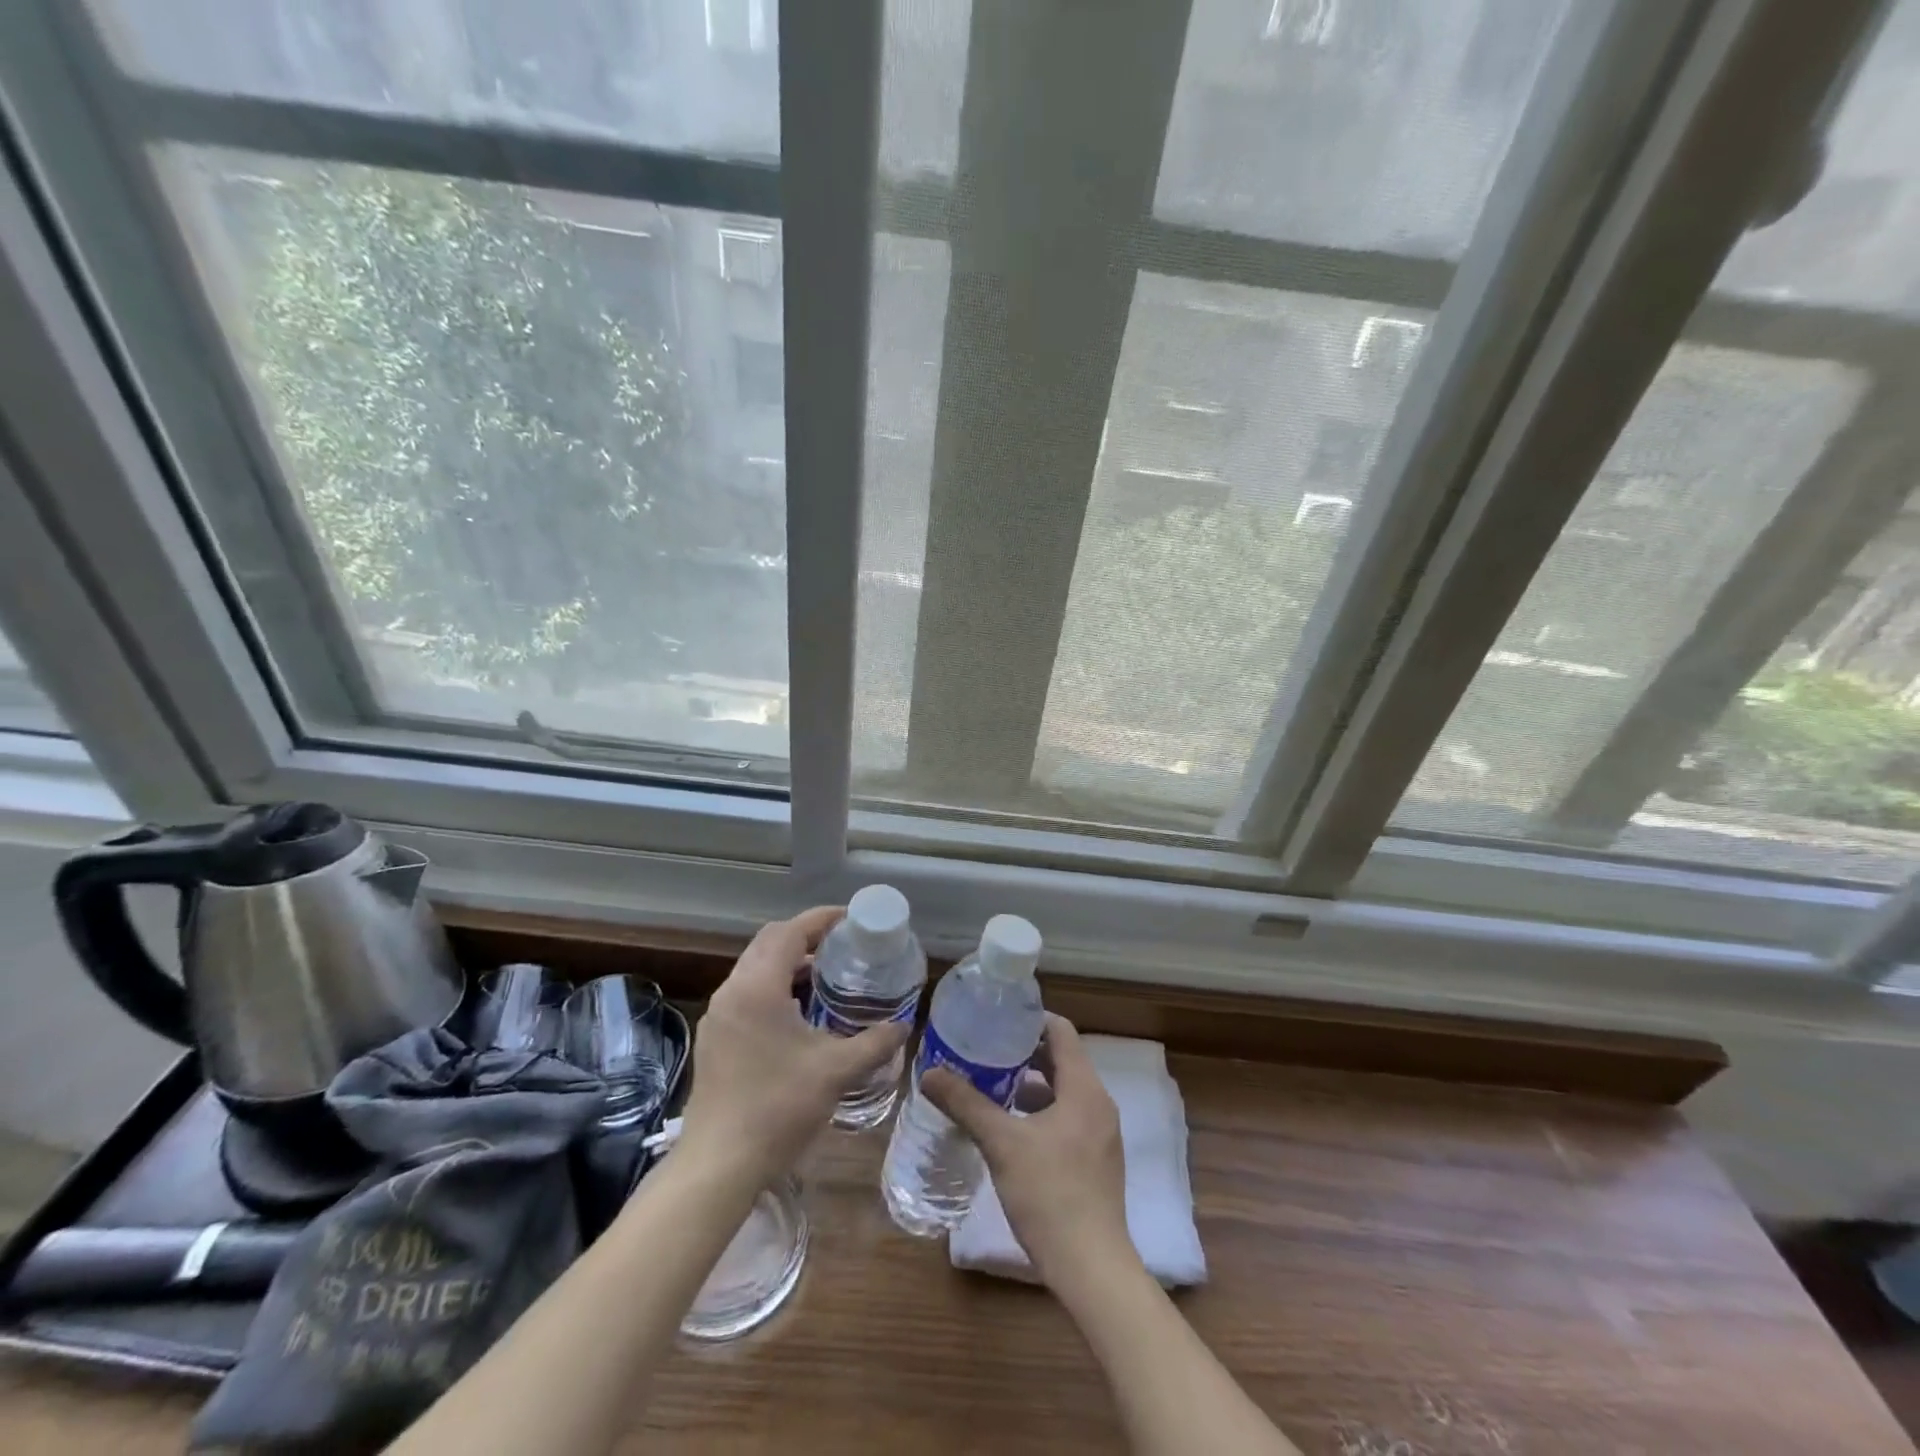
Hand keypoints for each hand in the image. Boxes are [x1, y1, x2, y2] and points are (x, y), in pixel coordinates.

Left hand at [678, 906, 909, 1185]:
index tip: (852, 919)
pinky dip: (774, 986)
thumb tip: (903, 1026)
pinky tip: (799, 1012)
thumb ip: (874, 1043)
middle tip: (843, 944)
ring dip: (788, 962)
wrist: (718, 1165)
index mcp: (758, 987)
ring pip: (755, 968)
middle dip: (806, 936)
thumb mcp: (836, 1072)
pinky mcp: (714, 1037)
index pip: (790, 932)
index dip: (822, 919)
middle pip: (769, 942)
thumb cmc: (778, 1109)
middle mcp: (732, 991)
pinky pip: (746, 992)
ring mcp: (718, 1015)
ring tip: (826, 975)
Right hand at [922, 1013, 1137, 1290]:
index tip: (996, 1019)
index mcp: (1084, 1088)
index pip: (1060, 1031)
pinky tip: (1009, 1128)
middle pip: (1062, 1059)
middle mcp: (1098, 1103)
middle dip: (1023, 1052)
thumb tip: (929, 1073)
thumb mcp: (1002, 1144)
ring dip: (1030, 1083)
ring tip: (990, 1084)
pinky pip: (1067, 1117)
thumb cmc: (1050, 1195)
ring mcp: (1101, 1134)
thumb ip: (966, 1104)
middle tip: (984, 1049)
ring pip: (1063, 1091)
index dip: (1029, 1020)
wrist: (1092, 1269)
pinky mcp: (1096, 1160)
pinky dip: (1040, 1111)